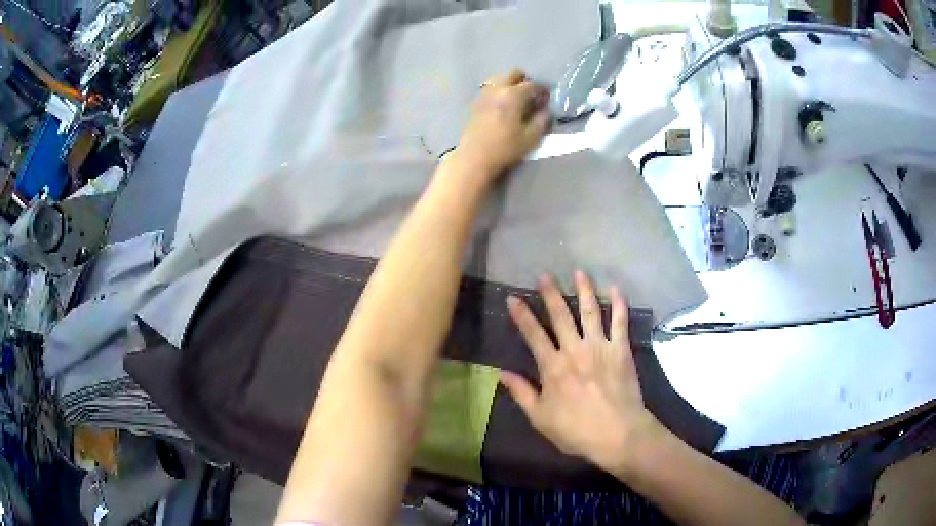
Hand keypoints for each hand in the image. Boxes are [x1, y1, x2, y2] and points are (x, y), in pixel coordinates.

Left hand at [452, 68, 550, 183]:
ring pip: (499, 78)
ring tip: (516, 99)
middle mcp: (497, 89)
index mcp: (513, 95)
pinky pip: (490, 89)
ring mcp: (484, 94)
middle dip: (524, 80)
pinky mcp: (475, 103)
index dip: (542, 90)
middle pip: (513, 73)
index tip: (546, 97)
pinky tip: (502, 105)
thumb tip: (546, 110)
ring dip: (509, 84)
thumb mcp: (531, 138)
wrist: (474, 158)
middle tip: (530, 94)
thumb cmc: (505, 148)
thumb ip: (541, 120)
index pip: (532, 85)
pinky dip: (498, 91)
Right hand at [501, 272, 665, 474]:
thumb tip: (501, 373)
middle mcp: (574, 350)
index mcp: (553, 367)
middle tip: (545, 275)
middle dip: (551, 294)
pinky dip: (618, 304)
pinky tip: (615, 288)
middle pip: (561, 316)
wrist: (617, 434)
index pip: (533, 335)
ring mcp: (600, 347)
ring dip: (583, 290)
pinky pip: (620, 322)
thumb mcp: (540, 418)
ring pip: (590, 311)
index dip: (521, 315)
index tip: (513, 298)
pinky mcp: (621, 349)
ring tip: (578, 272)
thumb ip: (521, 393)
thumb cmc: (576, 430)